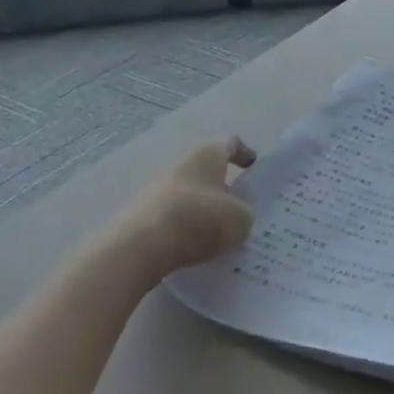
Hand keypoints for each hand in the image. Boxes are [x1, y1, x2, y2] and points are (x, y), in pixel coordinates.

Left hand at [116, 136, 256, 276]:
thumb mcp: (240, 219)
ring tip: (220, 238)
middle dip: (225, 191)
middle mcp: (180, 165)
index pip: (230, 143)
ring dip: (205, 212)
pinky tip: (196, 250)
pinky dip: (186, 230)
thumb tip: (236, 217)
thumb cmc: (198, 219)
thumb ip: (244, 214)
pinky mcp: (142, 216)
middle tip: (241, 212)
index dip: (245, 154)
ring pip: (190, 197)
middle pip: (208, 172)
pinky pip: (174, 219)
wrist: (139, 246)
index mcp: (207, 155)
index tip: (254, 170)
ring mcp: (157, 190)